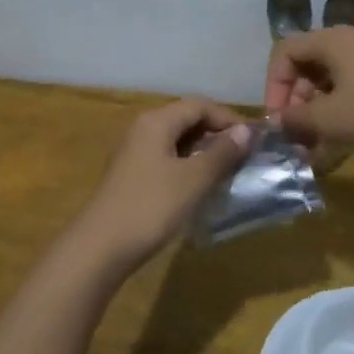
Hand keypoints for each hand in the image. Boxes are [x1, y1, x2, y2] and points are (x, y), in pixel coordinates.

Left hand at [73, 99, 252, 273]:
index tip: (253, 141)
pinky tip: (199, 185)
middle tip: (243, 157)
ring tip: (227, 171)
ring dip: (203, 151)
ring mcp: (134, 152)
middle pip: (186, 119)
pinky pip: (166, 157)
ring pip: (176, 140)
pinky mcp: (131, 174)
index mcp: (156, 121)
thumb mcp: (193, 179)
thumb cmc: (150, 207)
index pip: (199, 105)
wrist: (100, 247)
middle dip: (216, 133)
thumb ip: (221, 153)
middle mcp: (143, 128)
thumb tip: (245, 131)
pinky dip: (187, 164)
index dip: (228, 118)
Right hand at [264, 27, 353, 160]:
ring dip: (318, 110)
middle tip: (297, 134)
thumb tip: (279, 121)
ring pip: (332, 79)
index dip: (274, 85)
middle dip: (297, 101)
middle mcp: (353, 39)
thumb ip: (295, 120)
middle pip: (309, 64)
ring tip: (317, 145)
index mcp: (334, 39)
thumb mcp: (330, 120)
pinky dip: (341, 110)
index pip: (285, 51)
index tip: (278, 119)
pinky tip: (342, 141)